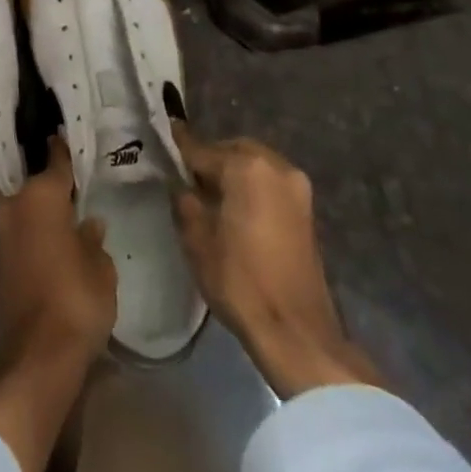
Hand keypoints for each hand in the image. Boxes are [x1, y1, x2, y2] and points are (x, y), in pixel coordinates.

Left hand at [0, 136, 117, 367]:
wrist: (37, 355)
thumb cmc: (77, 299)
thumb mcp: (101, 268)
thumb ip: (93, 240)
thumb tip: (88, 223)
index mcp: (42, 194)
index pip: (55, 161)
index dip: (62, 149)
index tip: (62, 134)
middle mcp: (15, 203)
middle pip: (31, 183)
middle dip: (45, 182)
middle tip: (66, 182)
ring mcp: (1, 231)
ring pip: (20, 206)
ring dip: (35, 207)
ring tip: (60, 209)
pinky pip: (17, 230)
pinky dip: (29, 229)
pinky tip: (48, 235)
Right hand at [172, 125, 378, 397]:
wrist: (296, 332)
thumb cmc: (240, 281)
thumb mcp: (196, 239)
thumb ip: (184, 200)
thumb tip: (180, 183)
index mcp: (246, 166)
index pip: (202, 150)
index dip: (179, 149)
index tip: (163, 139)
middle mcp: (275, 165)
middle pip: (232, 150)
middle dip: (210, 161)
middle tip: (189, 181)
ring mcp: (296, 186)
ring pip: (254, 164)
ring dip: (233, 173)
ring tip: (213, 198)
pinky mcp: (307, 209)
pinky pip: (270, 183)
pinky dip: (252, 187)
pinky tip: (237, 209)